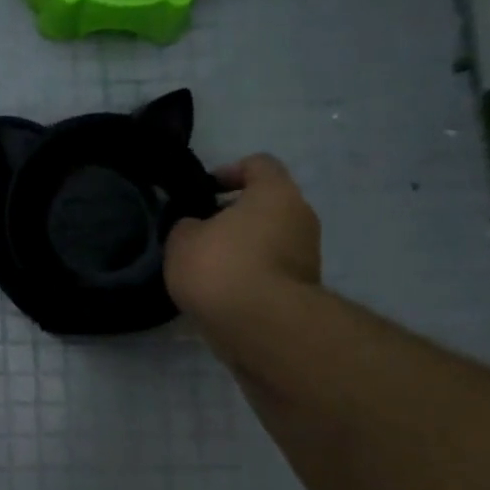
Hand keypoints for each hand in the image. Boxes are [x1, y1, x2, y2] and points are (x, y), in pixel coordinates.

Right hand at [164, 154, 320, 327]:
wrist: (259, 325)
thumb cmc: (220, 265)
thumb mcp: (182, 239)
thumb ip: (188, 225)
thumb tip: (197, 228)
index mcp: (275, 193)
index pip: (258, 164)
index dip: (229, 171)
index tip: (204, 191)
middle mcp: (301, 217)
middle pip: (267, 205)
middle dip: (234, 215)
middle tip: (201, 231)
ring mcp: (307, 255)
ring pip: (270, 239)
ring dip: (243, 247)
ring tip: (207, 266)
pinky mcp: (302, 289)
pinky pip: (271, 269)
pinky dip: (250, 274)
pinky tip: (221, 290)